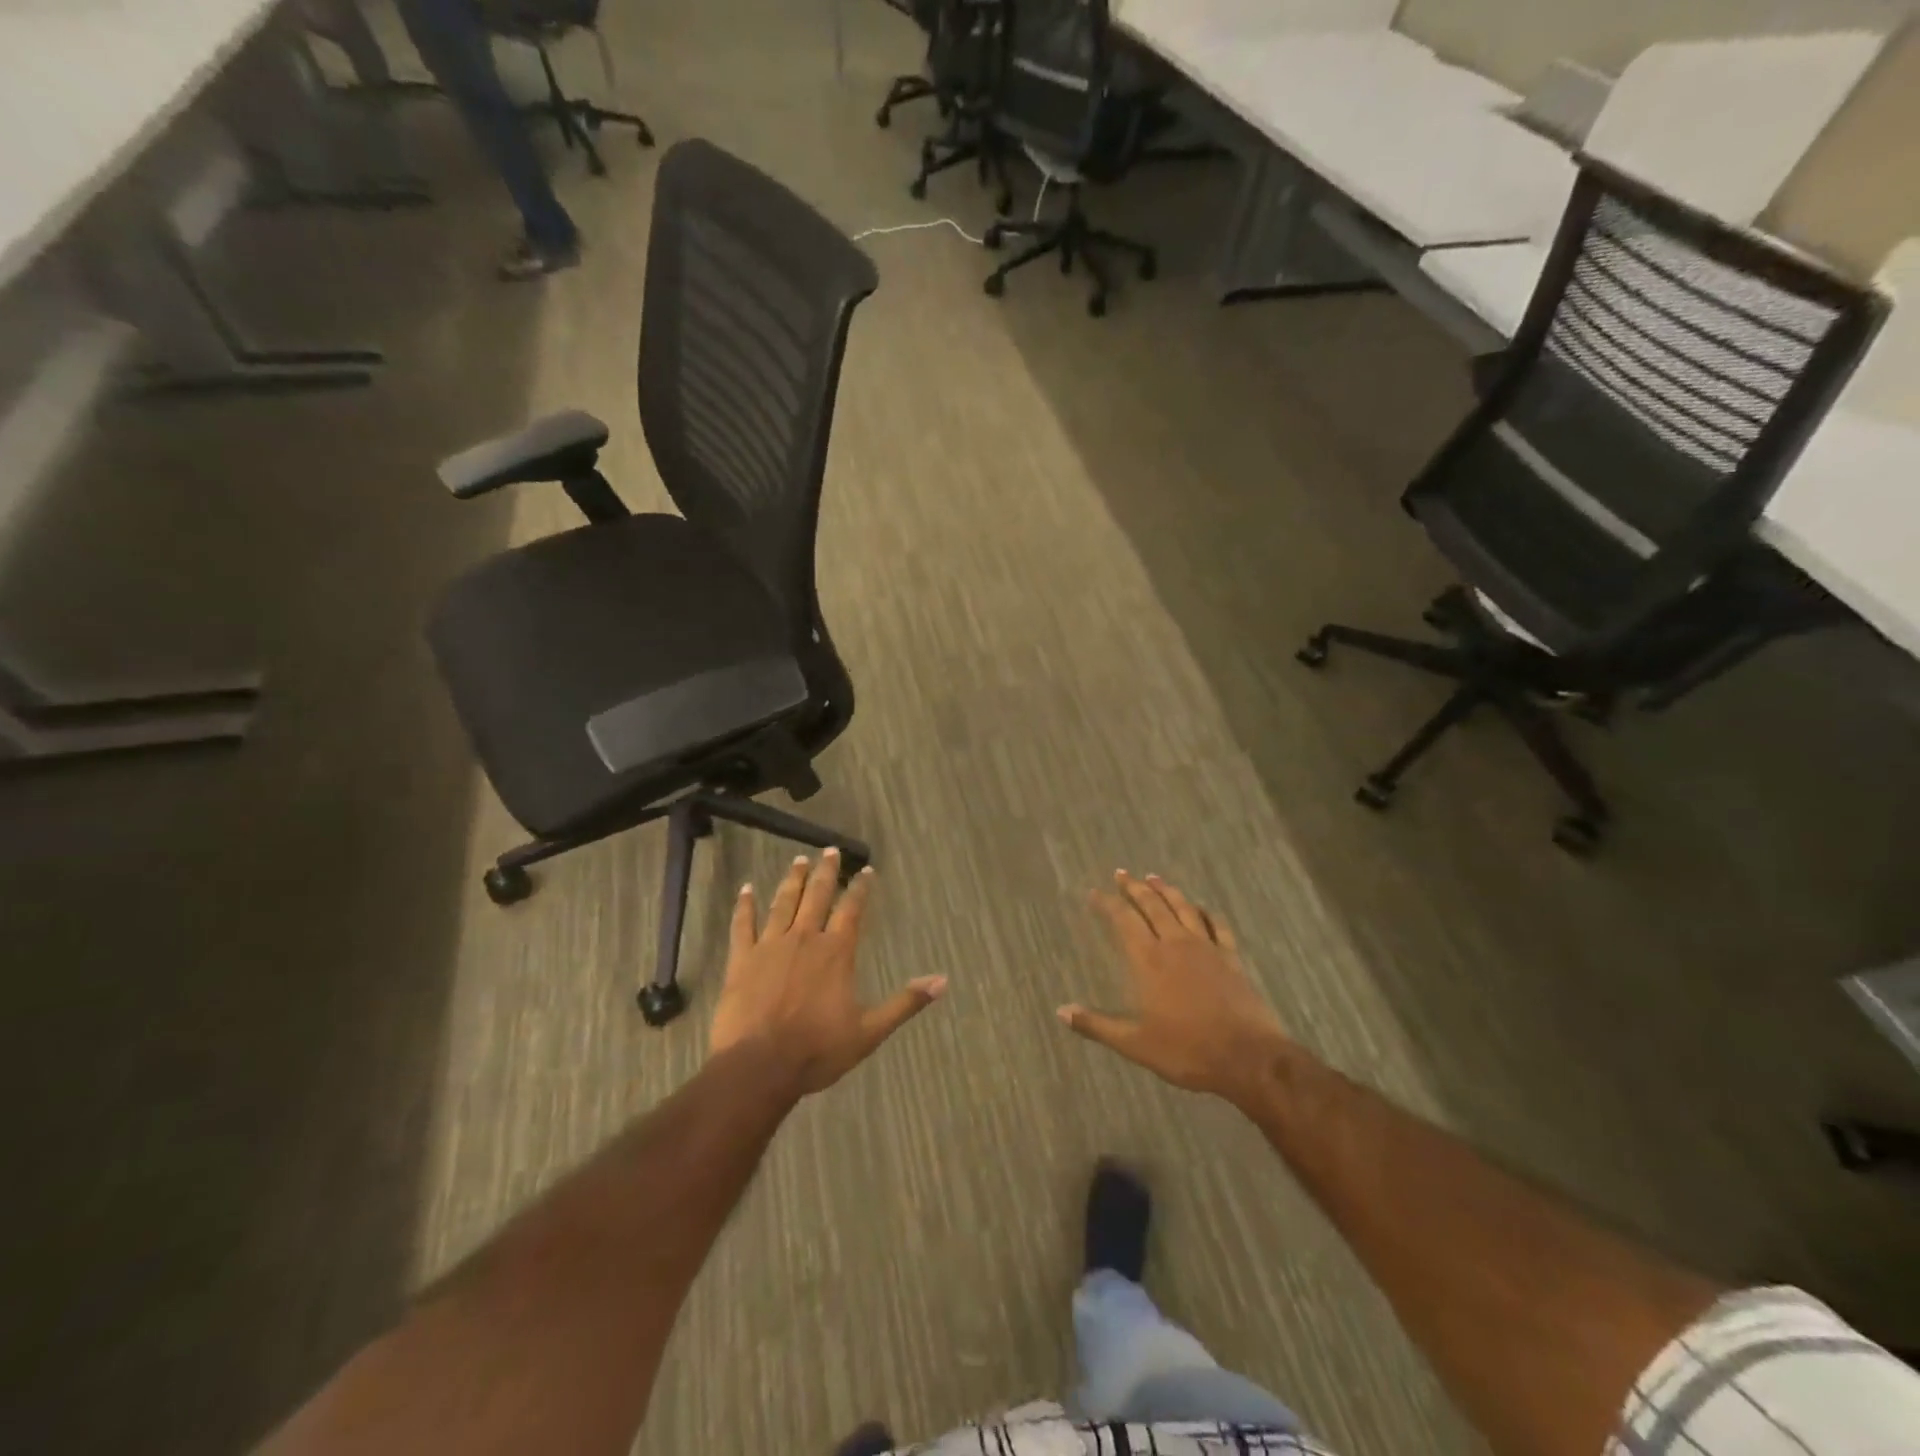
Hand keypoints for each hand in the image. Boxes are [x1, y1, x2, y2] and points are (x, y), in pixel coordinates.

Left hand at [709, 850, 945, 1094]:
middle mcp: (805, 938)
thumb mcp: (869, 1031)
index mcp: (836, 952)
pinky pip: (743, 925)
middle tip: (829, 850)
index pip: (852, 909)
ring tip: (798, 860)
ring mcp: (770, 946)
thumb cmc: (817, 1050)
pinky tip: (746, 888)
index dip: (860, 888)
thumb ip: (905, 1003)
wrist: (759, 1066)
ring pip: (783, 903)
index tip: (865, 870)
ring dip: (792, 880)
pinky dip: (744, 905)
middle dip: (825, 872)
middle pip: (816, 896)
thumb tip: (942, 981)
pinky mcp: (742, 959)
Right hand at [1058, 871, 1290, 1106]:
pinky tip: (1201, 908)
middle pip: (1153, 905)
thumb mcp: (1135, 1044)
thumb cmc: (1187, 1051)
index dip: (1108, 904)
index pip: (1123, 920)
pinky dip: (1206, 912)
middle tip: (1122, 873)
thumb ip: (1097, 1025)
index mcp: (1149, 959)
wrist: (1248, 1057)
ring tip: (1154, 878)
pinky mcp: (1231, 957)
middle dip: (1135, 887)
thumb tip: (1061, 1011)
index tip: (1096, 892)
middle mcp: (1175, 943)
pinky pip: (1217, 925)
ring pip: (1183, 907)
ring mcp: (1207, 947)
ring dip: (1167, 890)